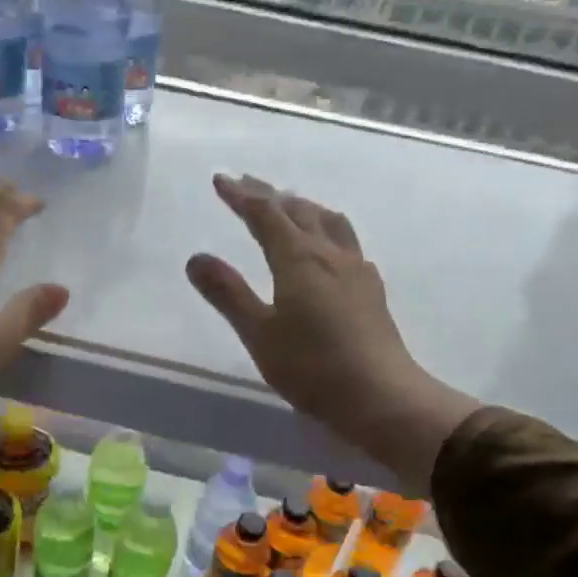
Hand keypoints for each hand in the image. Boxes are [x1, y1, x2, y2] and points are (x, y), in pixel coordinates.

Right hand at [186, 174, 476, 491]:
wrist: (381, 396)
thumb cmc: (312, 367)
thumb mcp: (259, 333)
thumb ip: (228, 294)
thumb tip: (196, 258)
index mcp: (299, 259)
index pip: (266, 215)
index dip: (242, 196)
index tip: (221, 180)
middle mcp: (330, 254)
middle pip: (299, 210)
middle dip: (270, 194)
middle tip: (247, 184)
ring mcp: (356, 270)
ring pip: (329, 221)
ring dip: (304, 206)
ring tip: (289, 204)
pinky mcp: (372, 289)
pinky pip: (346, 242)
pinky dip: (327, 230)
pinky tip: (328, 248)